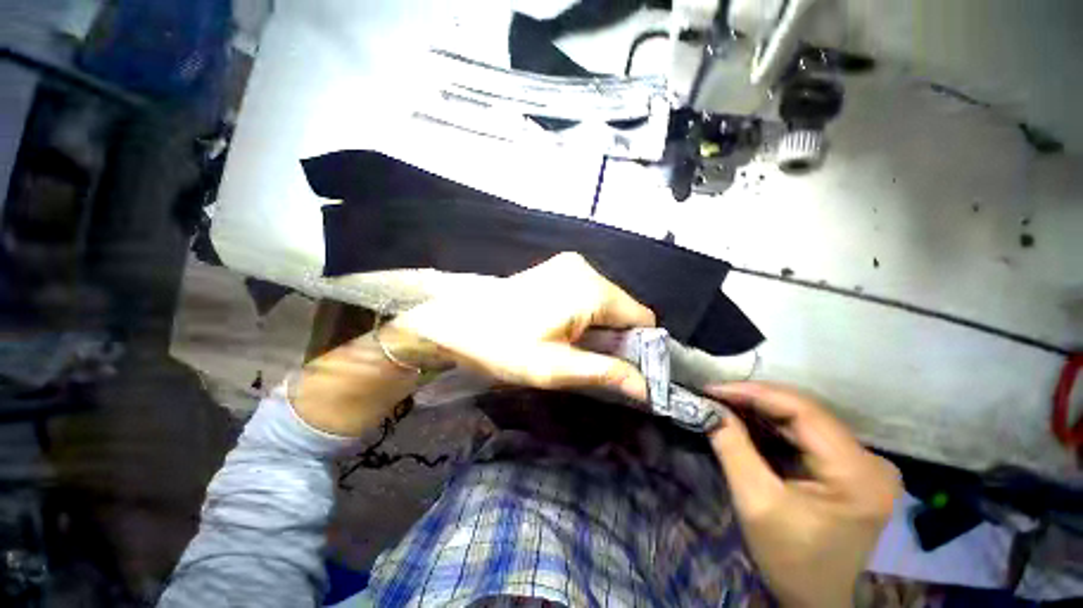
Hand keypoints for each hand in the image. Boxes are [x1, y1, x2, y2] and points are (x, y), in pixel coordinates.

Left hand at [385, 252, 656, 400]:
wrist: (457, 319)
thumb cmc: (504, 345)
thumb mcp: (556, 368)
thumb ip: (605, 373)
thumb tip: (647, 388)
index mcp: (592, 290)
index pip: (642, 318)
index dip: (638, 347)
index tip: (617, 367)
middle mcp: (587, 269)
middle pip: (624, 309)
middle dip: (615, 336)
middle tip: (586, 359)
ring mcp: (571, 265)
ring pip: (606, 301)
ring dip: (598, 325)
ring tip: (569, 344)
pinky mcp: (558, 268)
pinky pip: (588, 293)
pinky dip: (585, 313)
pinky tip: (561, 326)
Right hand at [707, 382, 899, 607]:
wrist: (819, 600)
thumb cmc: (791, 559)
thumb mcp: (757, 503)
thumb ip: (733, 448)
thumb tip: (710, 408)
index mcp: (857, 471)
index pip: (803, 410)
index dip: (753, 392)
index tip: (712, 389)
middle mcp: (869, 459)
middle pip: (804, 412)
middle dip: (752, 401)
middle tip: (712, 396)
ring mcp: (864, 463)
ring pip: (803, 421)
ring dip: (759, 412)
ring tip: (722, 405)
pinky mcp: (851, 468)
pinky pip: (806, 436)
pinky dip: (771, 427)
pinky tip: (745, 423)